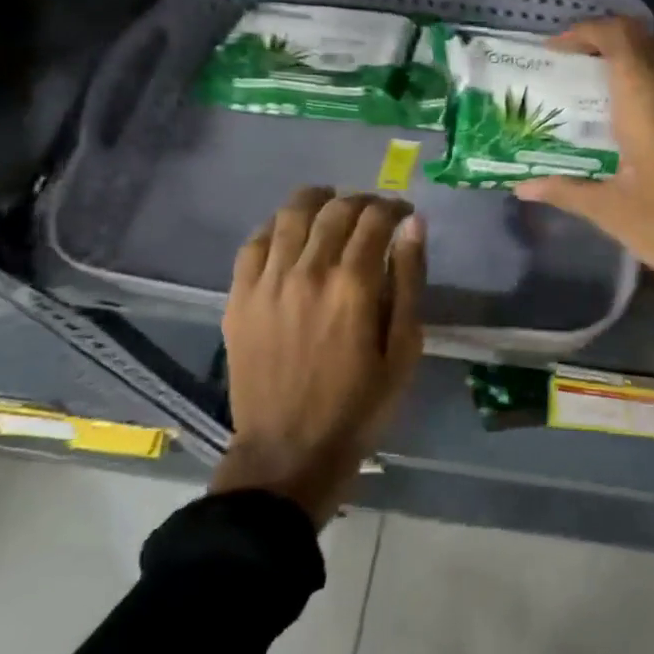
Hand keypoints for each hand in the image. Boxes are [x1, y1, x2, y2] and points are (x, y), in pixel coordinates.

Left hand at [211, 187, 426, 523]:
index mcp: (354, 285)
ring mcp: (268, 282)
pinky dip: (276, 227)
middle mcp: (308, 271)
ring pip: (290, 214)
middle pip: (335, 208)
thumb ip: (410, 280)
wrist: (288, 452)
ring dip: (318, 201)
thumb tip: (415, 225)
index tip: (404, 213)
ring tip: (332, 210)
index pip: (375, 218)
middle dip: (361, 200)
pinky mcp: (239, 297)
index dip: (394, 206)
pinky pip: (254, 242)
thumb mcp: (404, 349)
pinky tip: (290, 235)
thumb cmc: (359, 405)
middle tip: (374, 213)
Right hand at [516, 17, 653, 323]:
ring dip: (645, 55)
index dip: (587, 31)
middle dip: (611, 43)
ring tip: (623, 85)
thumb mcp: (613, 213)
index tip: (562, 49)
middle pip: (646, 38)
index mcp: (648, 103)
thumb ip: (567, 190)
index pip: (619, 37)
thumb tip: (522, 187)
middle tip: (585, 68)